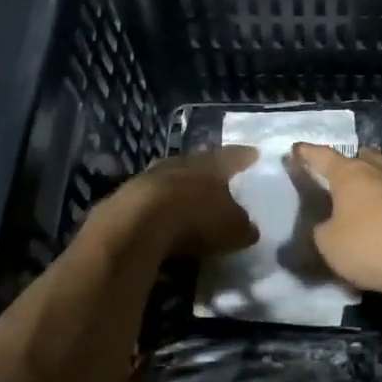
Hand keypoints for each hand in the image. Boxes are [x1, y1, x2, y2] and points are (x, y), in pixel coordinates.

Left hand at [91, 147, 259, 257]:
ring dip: (181, 186)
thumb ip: (243, 226)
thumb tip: (248, 227)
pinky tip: (163, 216)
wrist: (137, 223)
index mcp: (212, 164)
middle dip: (209, 169)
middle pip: (199, 162)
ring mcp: (151, 176)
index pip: (233, 156)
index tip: (253, 153)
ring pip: (172, 176)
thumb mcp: (232, 228)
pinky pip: (152, 198)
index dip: (244, 157)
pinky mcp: (127, 196)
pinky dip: (160, 206)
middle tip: (218, 174)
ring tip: (190, 195)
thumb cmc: (196, 218)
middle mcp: (183, 162)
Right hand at [290, 145, 381, 310]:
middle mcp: (379, 172)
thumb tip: (328, 226)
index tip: (297, 149)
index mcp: (350, 174)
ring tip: (361, 204)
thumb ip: (322, 231)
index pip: (323, 156)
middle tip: (337, 178)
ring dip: (373, 188)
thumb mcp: (329, 244)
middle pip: (362, 159)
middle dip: (350, 165)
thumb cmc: (371, 243)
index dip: (307, 153)